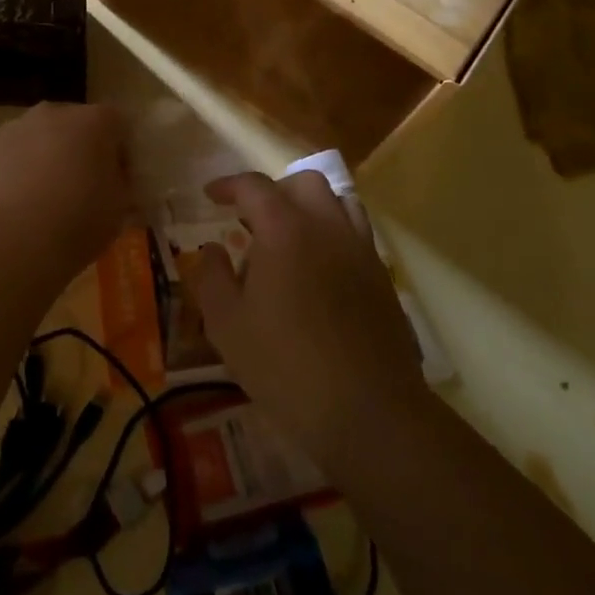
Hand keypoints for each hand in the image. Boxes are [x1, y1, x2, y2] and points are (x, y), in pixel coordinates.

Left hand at [0, 103, 129, 280]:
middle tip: (81, 188)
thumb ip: (121, 186)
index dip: (121, 151)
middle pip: (73, 124)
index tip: (119, 180)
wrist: (13, 243)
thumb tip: (116, 182)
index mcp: (93, 121)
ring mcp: (12, 128)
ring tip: (43, 201)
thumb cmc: (79, 221)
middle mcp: (52, 113)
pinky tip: (15, 207)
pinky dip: (13, 173)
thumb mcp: (119, 208)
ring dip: (44, 158)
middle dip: (79, 149)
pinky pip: (6, 157)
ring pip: (36, 138)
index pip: (118, 123)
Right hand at [183, 171, 423, 465]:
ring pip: (338, 202)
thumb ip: (212, 277)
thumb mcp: (226, 324)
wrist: (367, 411)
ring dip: (309, 206)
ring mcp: (361, 250)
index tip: (211, 195)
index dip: (229, 185)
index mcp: (285, 229)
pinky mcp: (382, 277)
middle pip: (303, 183)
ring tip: (289, 236)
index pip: (254, 186)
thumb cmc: (285, 365)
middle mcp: (327, 226)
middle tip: (251, 218)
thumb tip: (211, 249)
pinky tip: (319, 269)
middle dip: (273, 190)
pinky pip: (357, 234)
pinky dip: (333, 233)